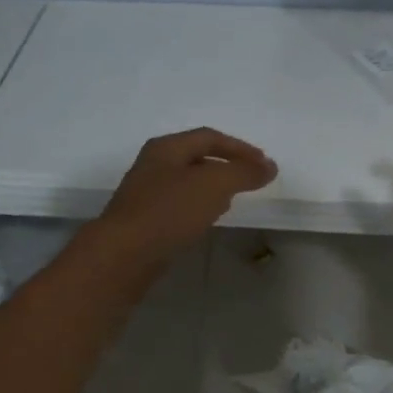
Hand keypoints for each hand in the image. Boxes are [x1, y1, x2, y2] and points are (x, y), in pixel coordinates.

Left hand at [90, 127, 276, 268]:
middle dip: (226, 165)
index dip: (239, 147)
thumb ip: (244, 172)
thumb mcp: (214, 185)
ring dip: (213, 186)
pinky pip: (178, 206)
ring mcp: (145, 193)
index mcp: (166, 148)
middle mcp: (153, 165)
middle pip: (196, 157)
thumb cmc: (168, 211)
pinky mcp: (144, 221)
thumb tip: (269, 166)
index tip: (264, 163)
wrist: (123, 256)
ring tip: (234, 198)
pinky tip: (208, 220)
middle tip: (251, 178)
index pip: (209, 137)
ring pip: (187, 182)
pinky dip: (199, 206)